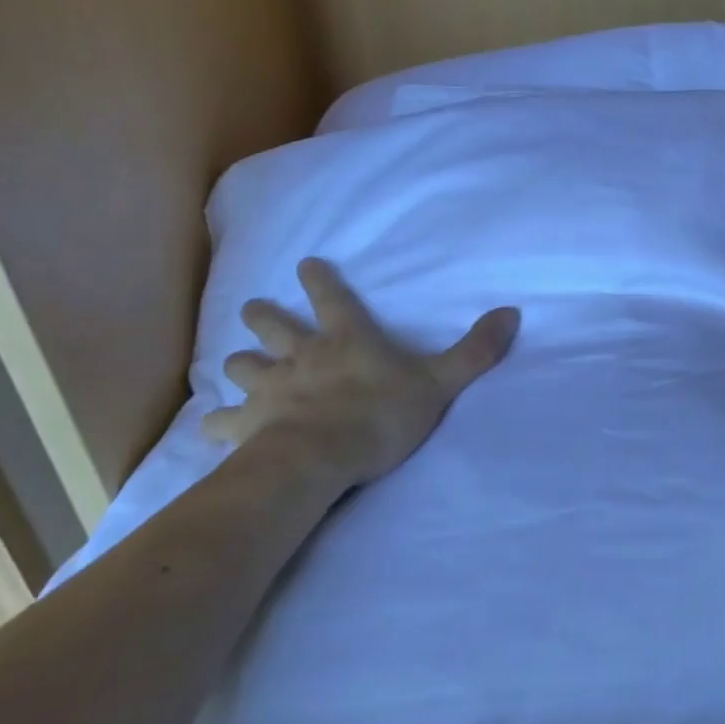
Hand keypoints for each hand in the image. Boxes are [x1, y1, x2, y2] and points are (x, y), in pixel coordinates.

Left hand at [204, 258, 519, 485]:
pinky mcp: (246, 425)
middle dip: (262, 316)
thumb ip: (476, 350)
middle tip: (254, 309)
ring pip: (242, 367)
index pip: (330, 297)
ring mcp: (269, 389)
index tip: (303, 264)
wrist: (320, 459)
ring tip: (237, 363)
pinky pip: (222, 421)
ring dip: (240, 363)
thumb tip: (513, 312)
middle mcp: (302, 355)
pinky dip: (217, 422)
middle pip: (271, 327)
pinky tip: (211, 425)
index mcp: (345, 339)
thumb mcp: (440, 381)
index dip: (317, 279)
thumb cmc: (381, 414)